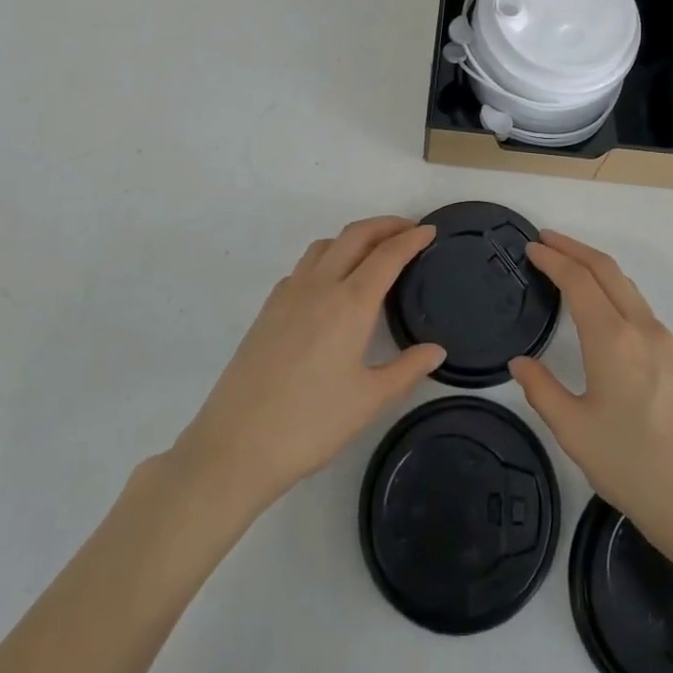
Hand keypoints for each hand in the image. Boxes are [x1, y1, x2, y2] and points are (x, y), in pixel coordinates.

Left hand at [171, 217, 445, 506]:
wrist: (235, 446)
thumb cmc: (310, 424)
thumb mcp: (369, 401)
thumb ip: (407, 369)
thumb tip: (437, 350)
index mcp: (350, 303)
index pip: (388, 255)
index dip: (412, 238)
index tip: (430, 230)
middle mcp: (320, 286)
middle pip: (356, 235)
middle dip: (385, 225)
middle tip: (408, 230)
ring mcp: (289, 294)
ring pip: (326, 245)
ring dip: (353, 238)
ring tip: (372, 253)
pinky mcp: (268, 309)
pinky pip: (303, 267)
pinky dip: (326, 259)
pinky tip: (330, 286)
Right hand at [509, 231, 672, 554]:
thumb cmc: (633, 467)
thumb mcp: (575, 433)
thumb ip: (542, 390)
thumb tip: (520, 362)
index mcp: (613, 339)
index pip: (578, 281)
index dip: (553, 259)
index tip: (531, 248)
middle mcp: (641, 328)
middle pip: (606, 269)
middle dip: (574, 248)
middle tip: (545, 241)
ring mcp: (665, 340)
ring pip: (627, 285)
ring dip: (596, 266)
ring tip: (569, 265)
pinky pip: (640, 306)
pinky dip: (614, 289)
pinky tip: (602, 306)